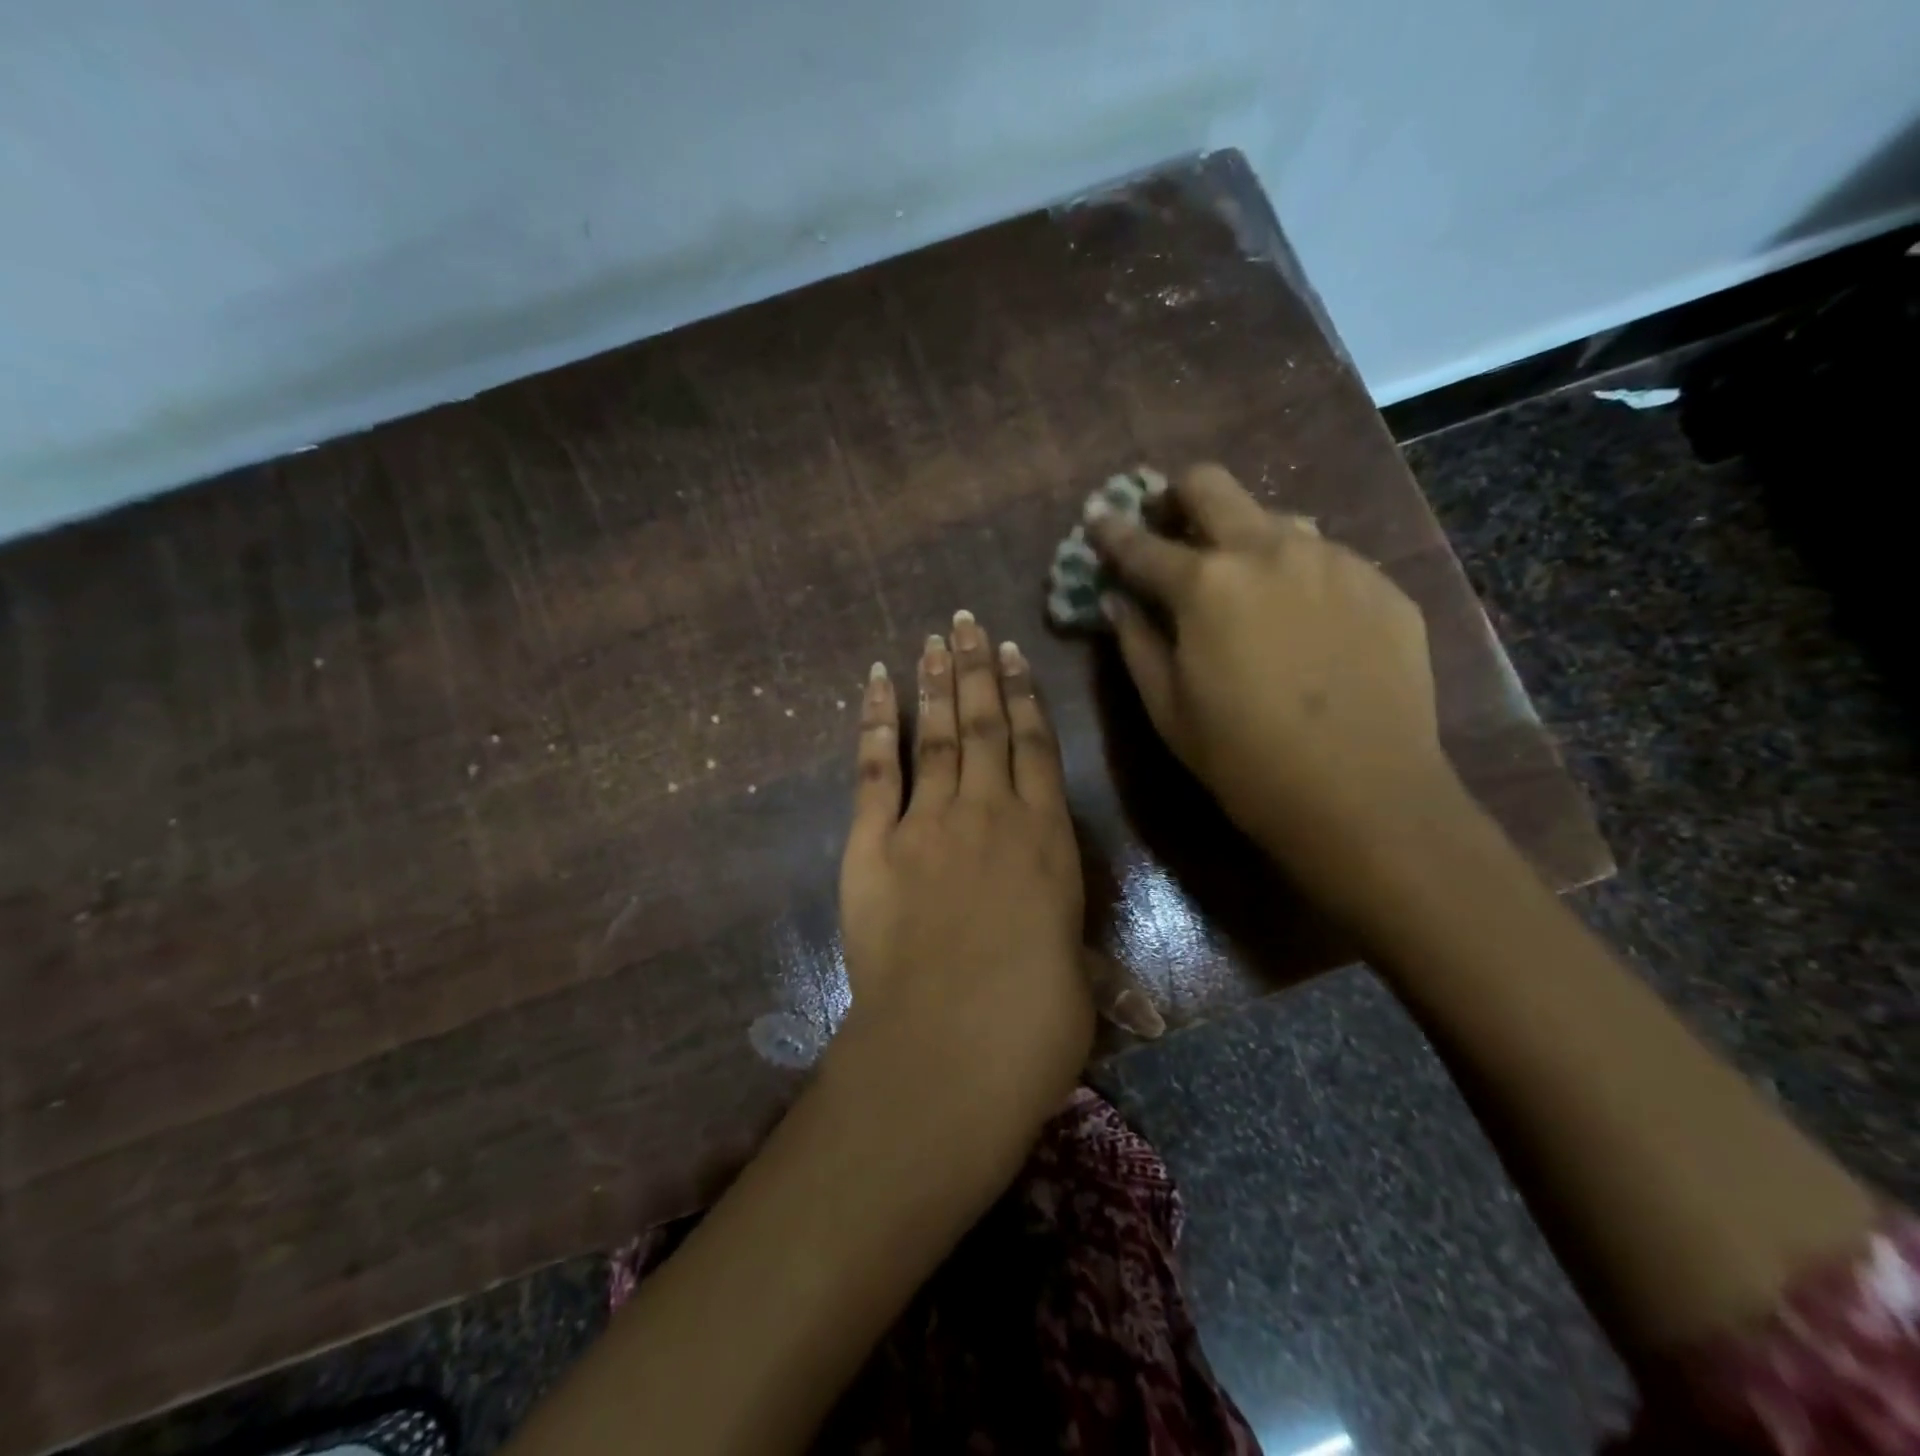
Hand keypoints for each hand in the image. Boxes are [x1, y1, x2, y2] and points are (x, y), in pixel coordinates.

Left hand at [833, 611, 1091, 1152]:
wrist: (954, 1043)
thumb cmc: (1035, 1021)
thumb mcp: (1076, 981)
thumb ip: (1073, 954)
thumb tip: (1104, 982)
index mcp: (1047, 838)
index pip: (1037, 748)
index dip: (1026, 697)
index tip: (1013, 655)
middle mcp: (990, 813)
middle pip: (985, 724)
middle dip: (977, 669)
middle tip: (967, 622)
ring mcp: (929, 822)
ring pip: (937, 733)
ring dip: (936, 682)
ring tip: (934, 639)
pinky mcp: (874, 843)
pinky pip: (876, 767)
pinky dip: (875, 721)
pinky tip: (875, 683)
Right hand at [1087, 464, 1456, 885]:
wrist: (1364, 795)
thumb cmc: (1244, 759)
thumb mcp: (1168, 709)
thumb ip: (1136, 642)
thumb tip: (1116, 600)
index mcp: (1204, 584)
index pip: (1140, 544)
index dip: (1111, 531)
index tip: (1097, 519)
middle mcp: (1268, 550)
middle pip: (1211, 486)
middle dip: (1177, 495)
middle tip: (1168, 523)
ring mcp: (1333, 560)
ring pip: (1275, 518)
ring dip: (1244, 537)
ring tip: (1244, 583)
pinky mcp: (1380, 585)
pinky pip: (1327, 559)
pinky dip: (1298, 575)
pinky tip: (1304, 623)